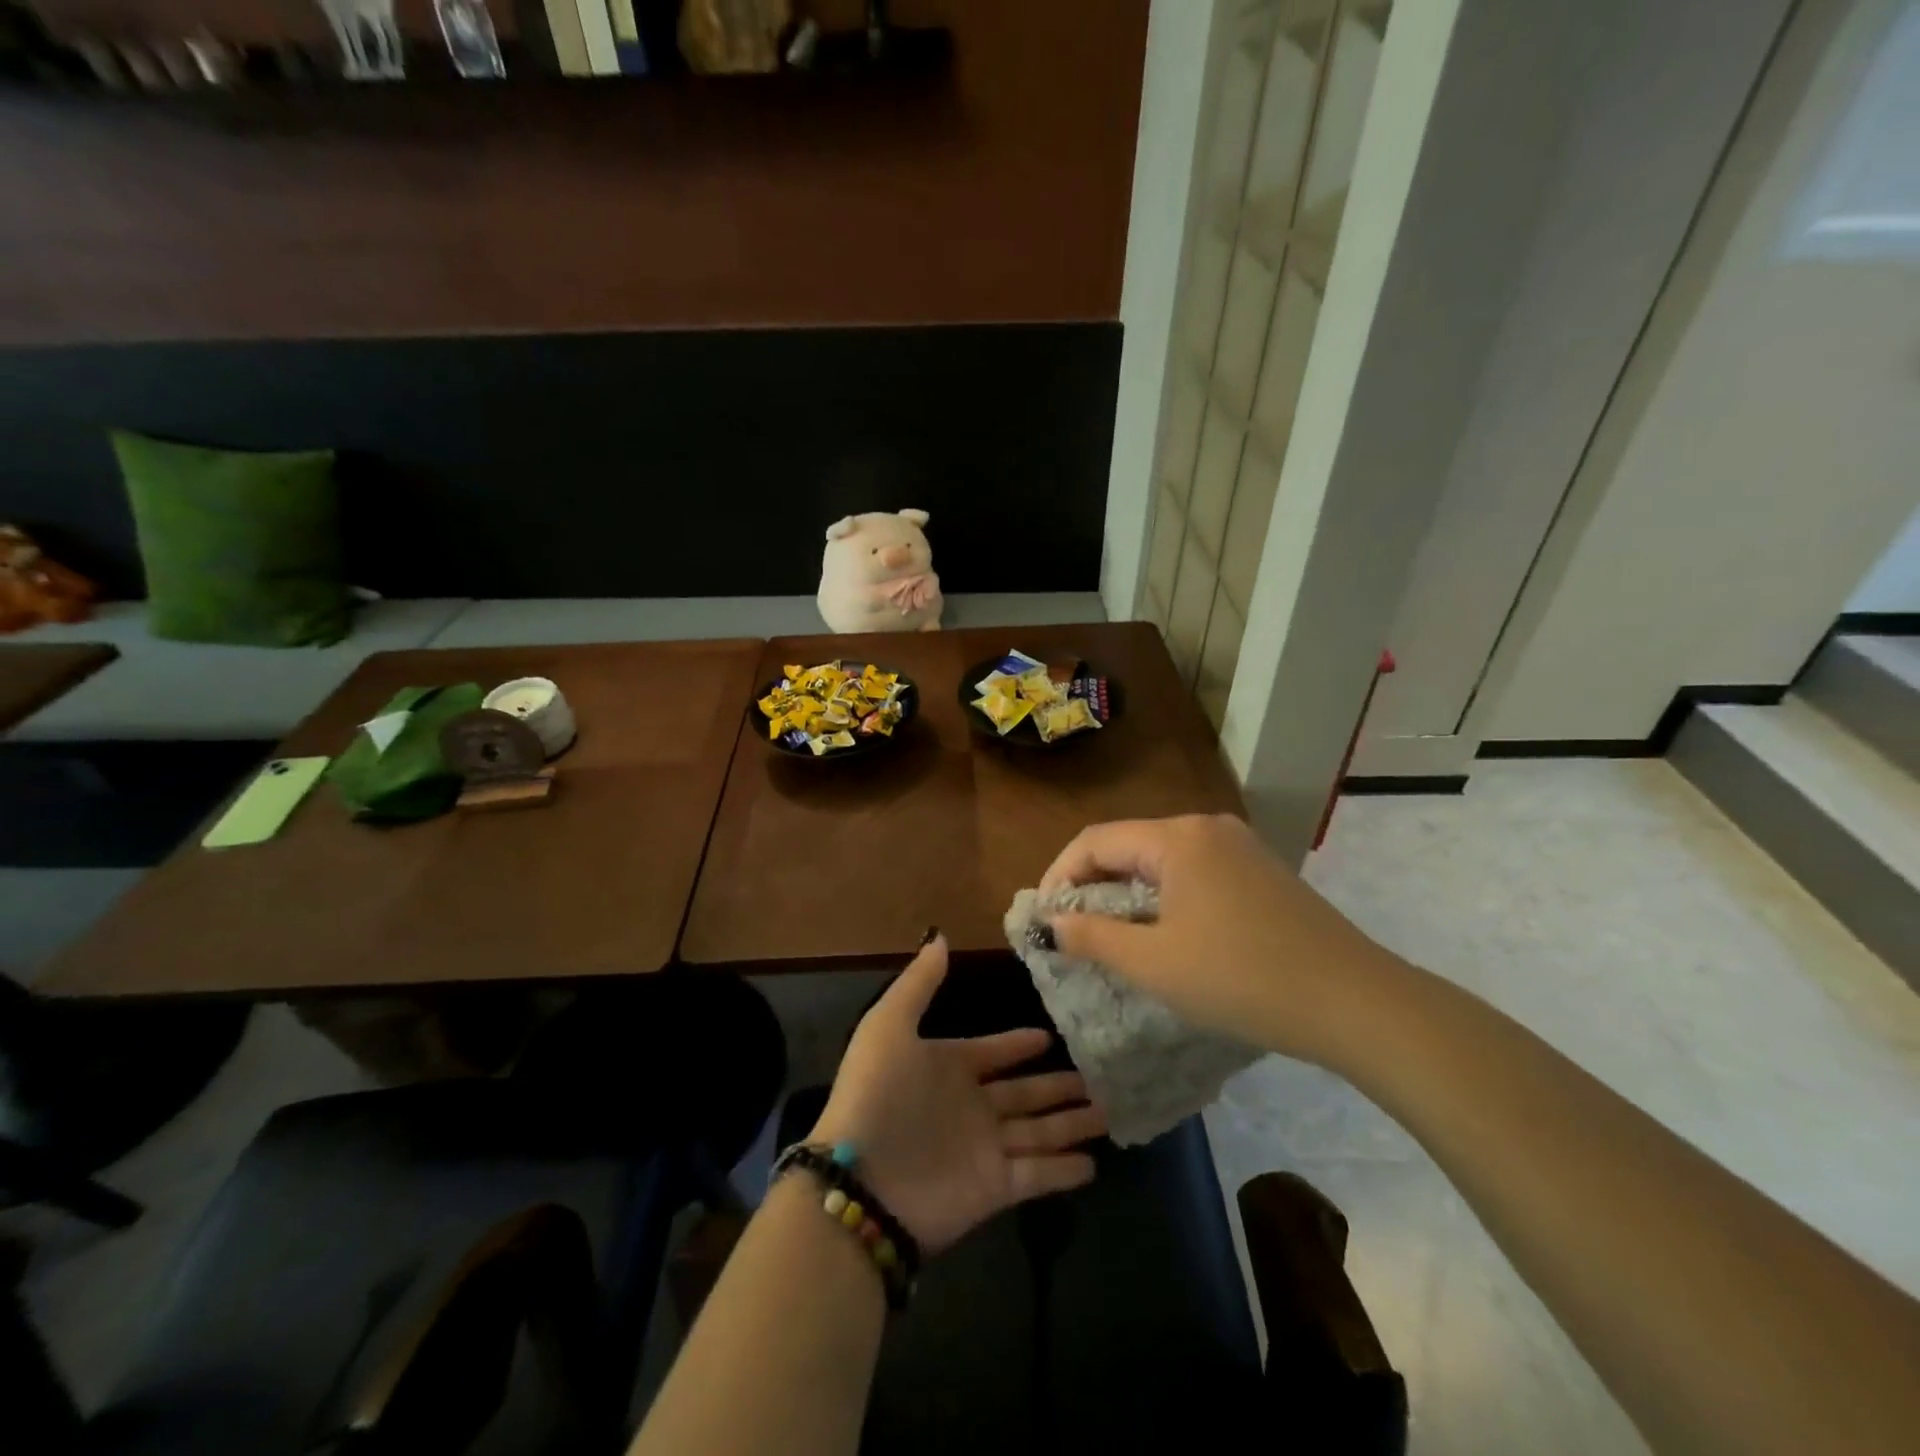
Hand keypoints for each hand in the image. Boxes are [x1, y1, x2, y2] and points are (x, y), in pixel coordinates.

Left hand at [809, 935, 1104, 1252]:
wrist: (862, 1182)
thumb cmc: (878, 1095)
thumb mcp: (889, 1025)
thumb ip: (918, 983)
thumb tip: (939, 936)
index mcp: (948, 1067)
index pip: (993, 1052)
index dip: (1018, 1045)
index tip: (1049, 1036)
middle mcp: (971, 1106)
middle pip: (1025, 1093)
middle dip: (1058, 1085)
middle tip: (1100, 1075)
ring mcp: (985, 1148)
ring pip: (1040, 1131)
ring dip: (1072, 1123)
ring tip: (1111, 1112)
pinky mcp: (995, 1188)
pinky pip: (1038, 1175)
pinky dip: (1064, 1170)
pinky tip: (1095, 1163)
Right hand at [1039, 814, 1402, 1065]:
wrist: (1356, 1002)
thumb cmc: (1242, 979)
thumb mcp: (1154, 964)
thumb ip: (1093, 937)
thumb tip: (1053, 923)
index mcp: (1177, 838)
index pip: (1095, 840)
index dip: (1059, 876)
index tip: (1045, 919)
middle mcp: (1206, 827)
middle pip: (1128, 846)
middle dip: (1092, 885)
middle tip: (1074, 931)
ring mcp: (1239, 846)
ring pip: (1161, 860)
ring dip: (1128, 893)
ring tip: (1114, 937)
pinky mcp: (1261, 871)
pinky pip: (1194, 873)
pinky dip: (1165, 897)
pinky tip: (1168, 934)